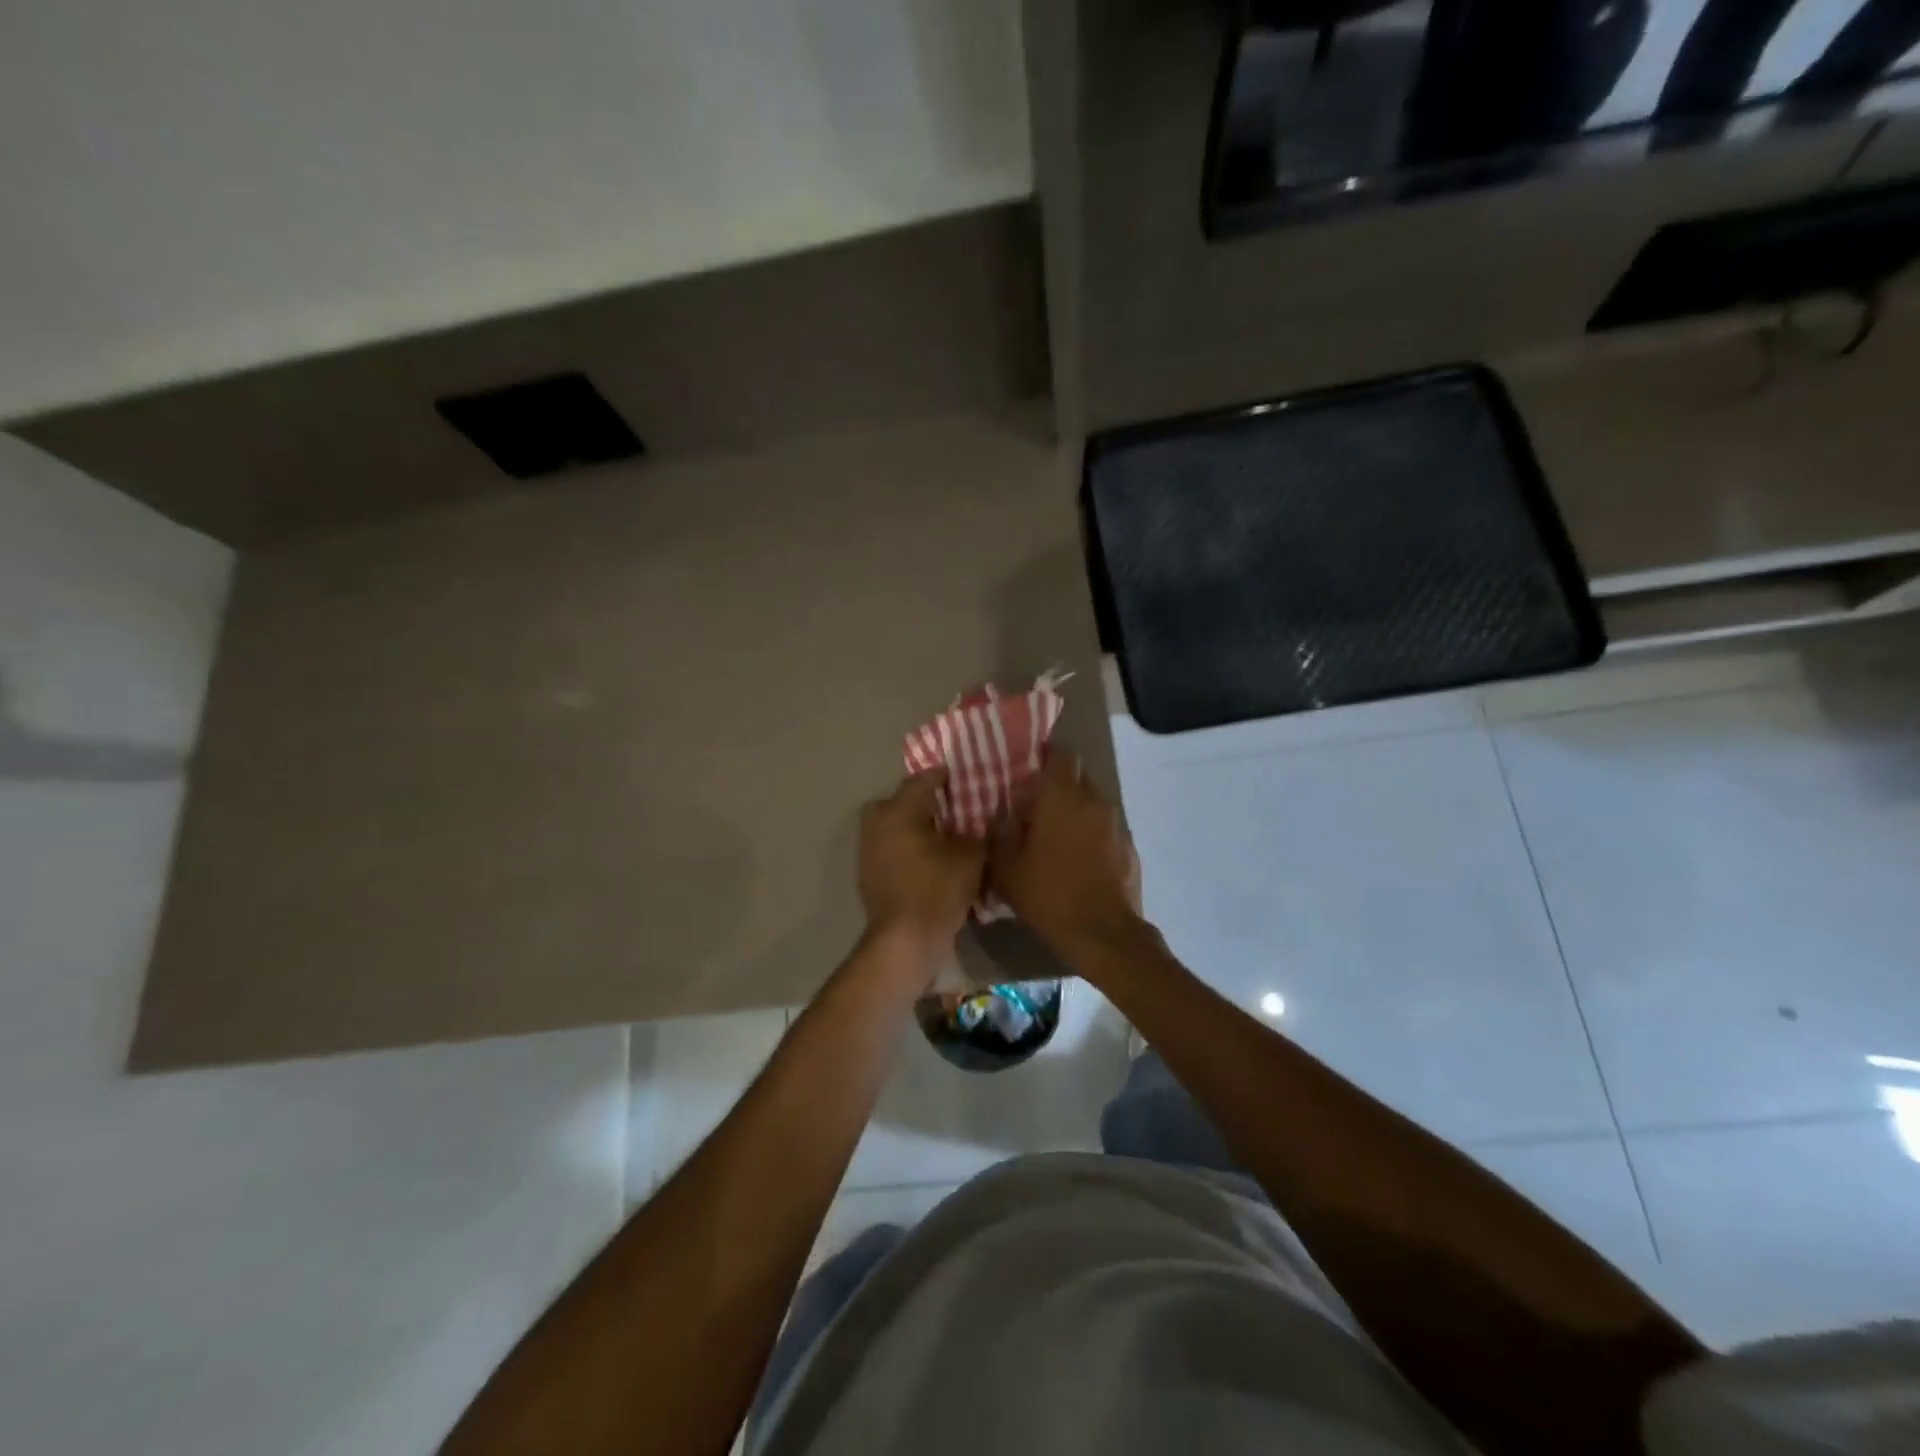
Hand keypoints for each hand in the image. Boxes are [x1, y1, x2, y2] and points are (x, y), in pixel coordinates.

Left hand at [857, 769, 986, 965]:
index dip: (944, 776)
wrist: (905, 940)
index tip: (961, 777)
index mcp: (899, 810)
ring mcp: (868, 848)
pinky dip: (905, 846)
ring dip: (913, 824)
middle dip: (924, 801)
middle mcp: (877, 822)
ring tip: (941, 834)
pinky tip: (927, 858)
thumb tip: (985, 818)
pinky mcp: (867, 872)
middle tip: (950, 808)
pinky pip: (889, 846)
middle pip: (901, 800)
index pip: (922, 780)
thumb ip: (979, 831)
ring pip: (892, 824)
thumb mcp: (971, 856)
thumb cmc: (938, 890)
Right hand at [988, 750, 1144, 957]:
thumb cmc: (1049, 894)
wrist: (1103, 933)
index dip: (1046, 756)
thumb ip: (999, 835)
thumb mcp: (1007, 869)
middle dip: (1060, 786)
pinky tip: (1080, 859)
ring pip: (1094, 803)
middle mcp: (1094, 800)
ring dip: (1077, 811)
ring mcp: (1117, 823)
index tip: (1031, 768)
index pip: (1060, 755)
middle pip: (1078, 777)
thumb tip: (1000, 817)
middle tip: (1038, 806)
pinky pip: (1107, 829)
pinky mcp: (1130, 846)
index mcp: (1062, 796)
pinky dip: (1093, 835)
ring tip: (1058, 835)